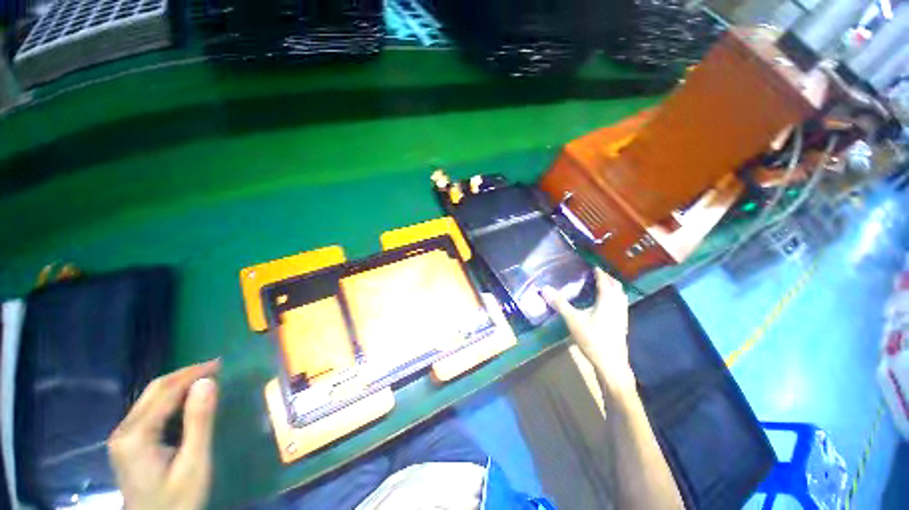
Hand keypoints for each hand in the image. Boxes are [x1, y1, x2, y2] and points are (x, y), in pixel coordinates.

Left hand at [108, 360, 219, 509]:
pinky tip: (186, 402)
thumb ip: (199, 422)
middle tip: (216, 367)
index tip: (221, 363)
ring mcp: (122, 437)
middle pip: (154, 391)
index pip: (165, 392)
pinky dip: (170, 400)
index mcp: (136, 435)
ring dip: (178, 386)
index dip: (193, 374)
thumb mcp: (194, 463)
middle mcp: (123, 430)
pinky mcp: (126, 444)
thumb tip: (208, 381)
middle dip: (185, 375)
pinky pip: (149, 411)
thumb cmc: (178, 500)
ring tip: (206, 380)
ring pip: (150, 399)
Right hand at [542, 268, 635, 393]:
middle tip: (597, 274)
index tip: (593, 265)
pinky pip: (621, 304)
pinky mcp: (622, 325)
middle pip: (616, 287)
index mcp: (607, 301)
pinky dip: (615, 298)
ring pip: (621, 296)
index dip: (599, 272)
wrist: (611, 364)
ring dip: (613, 288)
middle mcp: (618, 305)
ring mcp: (622, 316)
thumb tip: (545, 288)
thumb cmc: (592, 339)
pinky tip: (607, 305)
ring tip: (603, 286)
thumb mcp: (573, 320)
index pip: (605, 281)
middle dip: (608, 278)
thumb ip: (560, 303)